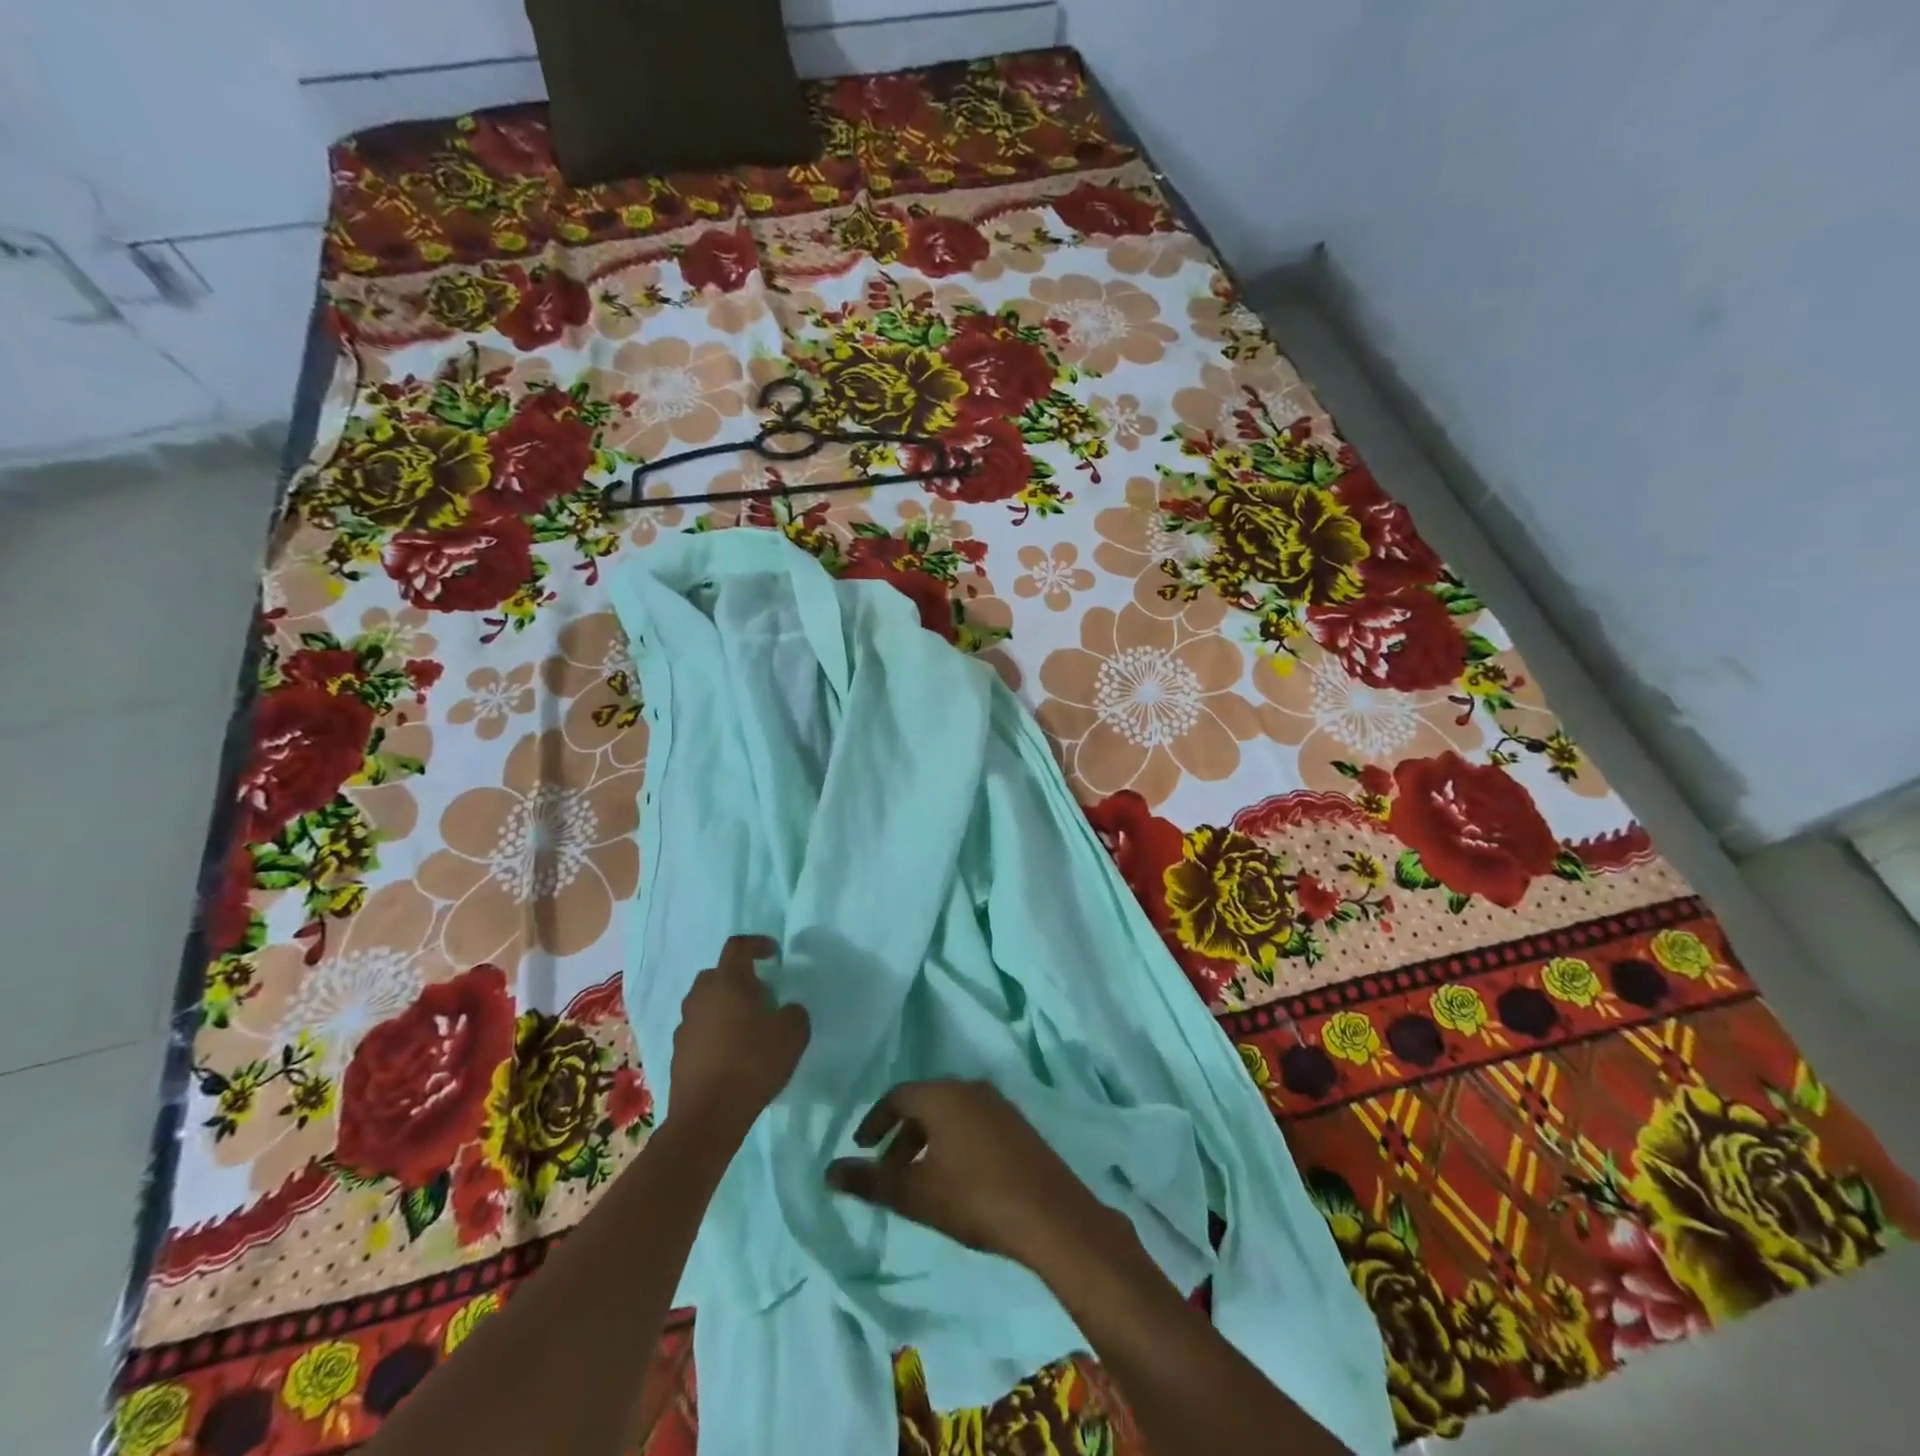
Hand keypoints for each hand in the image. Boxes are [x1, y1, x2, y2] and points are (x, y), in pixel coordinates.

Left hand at [668, 936, 809, 1139]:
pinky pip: (699, 1030)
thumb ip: (795, 1013)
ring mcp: (685, 1026)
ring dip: (724, 1007)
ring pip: (705, 1003)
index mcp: (727, 982)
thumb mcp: (793, 1034)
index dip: (757, 944)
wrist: (708, 1117)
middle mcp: (700, 997)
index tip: (773, 954)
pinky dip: (714, 1033)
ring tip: (747, 1027)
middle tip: (761, 995)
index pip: (738, 947)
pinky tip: (731, 1054)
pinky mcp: (678, 1053)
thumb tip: (787, 1010)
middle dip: (739, 978)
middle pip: (717, 974)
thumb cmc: (752, 1064)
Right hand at [825, 1080, 1108, 1269]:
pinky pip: (974, 1123)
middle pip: (924, 1103)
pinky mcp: (1017, 1124)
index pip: (897, 1096)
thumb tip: (829, 1172)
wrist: (1048, 1213)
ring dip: (928, 1141)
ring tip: (919, 1180)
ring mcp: (998, 1104)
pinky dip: (954, 1142)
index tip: (861, 1147)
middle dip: (901, 1136)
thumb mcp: (914, 1194)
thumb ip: (870, 1182)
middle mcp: (969, 1088)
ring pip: (951, 1114)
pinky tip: (956, 1178)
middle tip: (888, 1172)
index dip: (875, 1121)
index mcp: (942, 1095)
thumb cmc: (973, 1198)